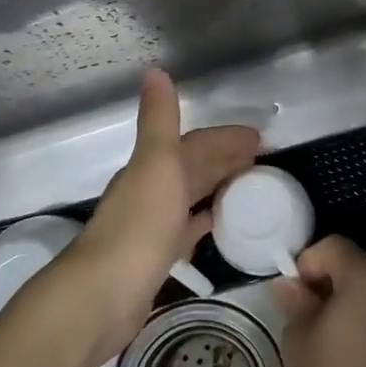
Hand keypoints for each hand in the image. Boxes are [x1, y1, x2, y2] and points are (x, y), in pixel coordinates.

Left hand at [38, 70, 257, 365]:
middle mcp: (151, 191)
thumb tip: (155, 70)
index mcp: (152, 167)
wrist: (101, 296)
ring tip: (250, 187)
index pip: (195, 143)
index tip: (260, 139)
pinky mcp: (156, 257)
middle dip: (226, 160)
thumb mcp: (155, 164)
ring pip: (191, 197)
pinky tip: (217, 224)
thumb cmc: (137, 227)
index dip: (226, 138)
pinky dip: (203, 221)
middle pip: (194, 168)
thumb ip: (159, 120)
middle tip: (264, 161)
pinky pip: (187, 230)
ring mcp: (152, 225)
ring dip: (217, 187)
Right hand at [278, 237, 365, 366]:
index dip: (307, 262)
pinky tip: (338, 353)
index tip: (292, 296)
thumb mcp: (299, 339)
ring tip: (317, 338)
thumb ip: (295, 304)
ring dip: (338, 303)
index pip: (333, 246)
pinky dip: (354, 320)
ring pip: (362, 291)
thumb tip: (290, 286)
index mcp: (365, 278)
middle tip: (299, 317)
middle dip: (321, 283)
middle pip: (350, 266)